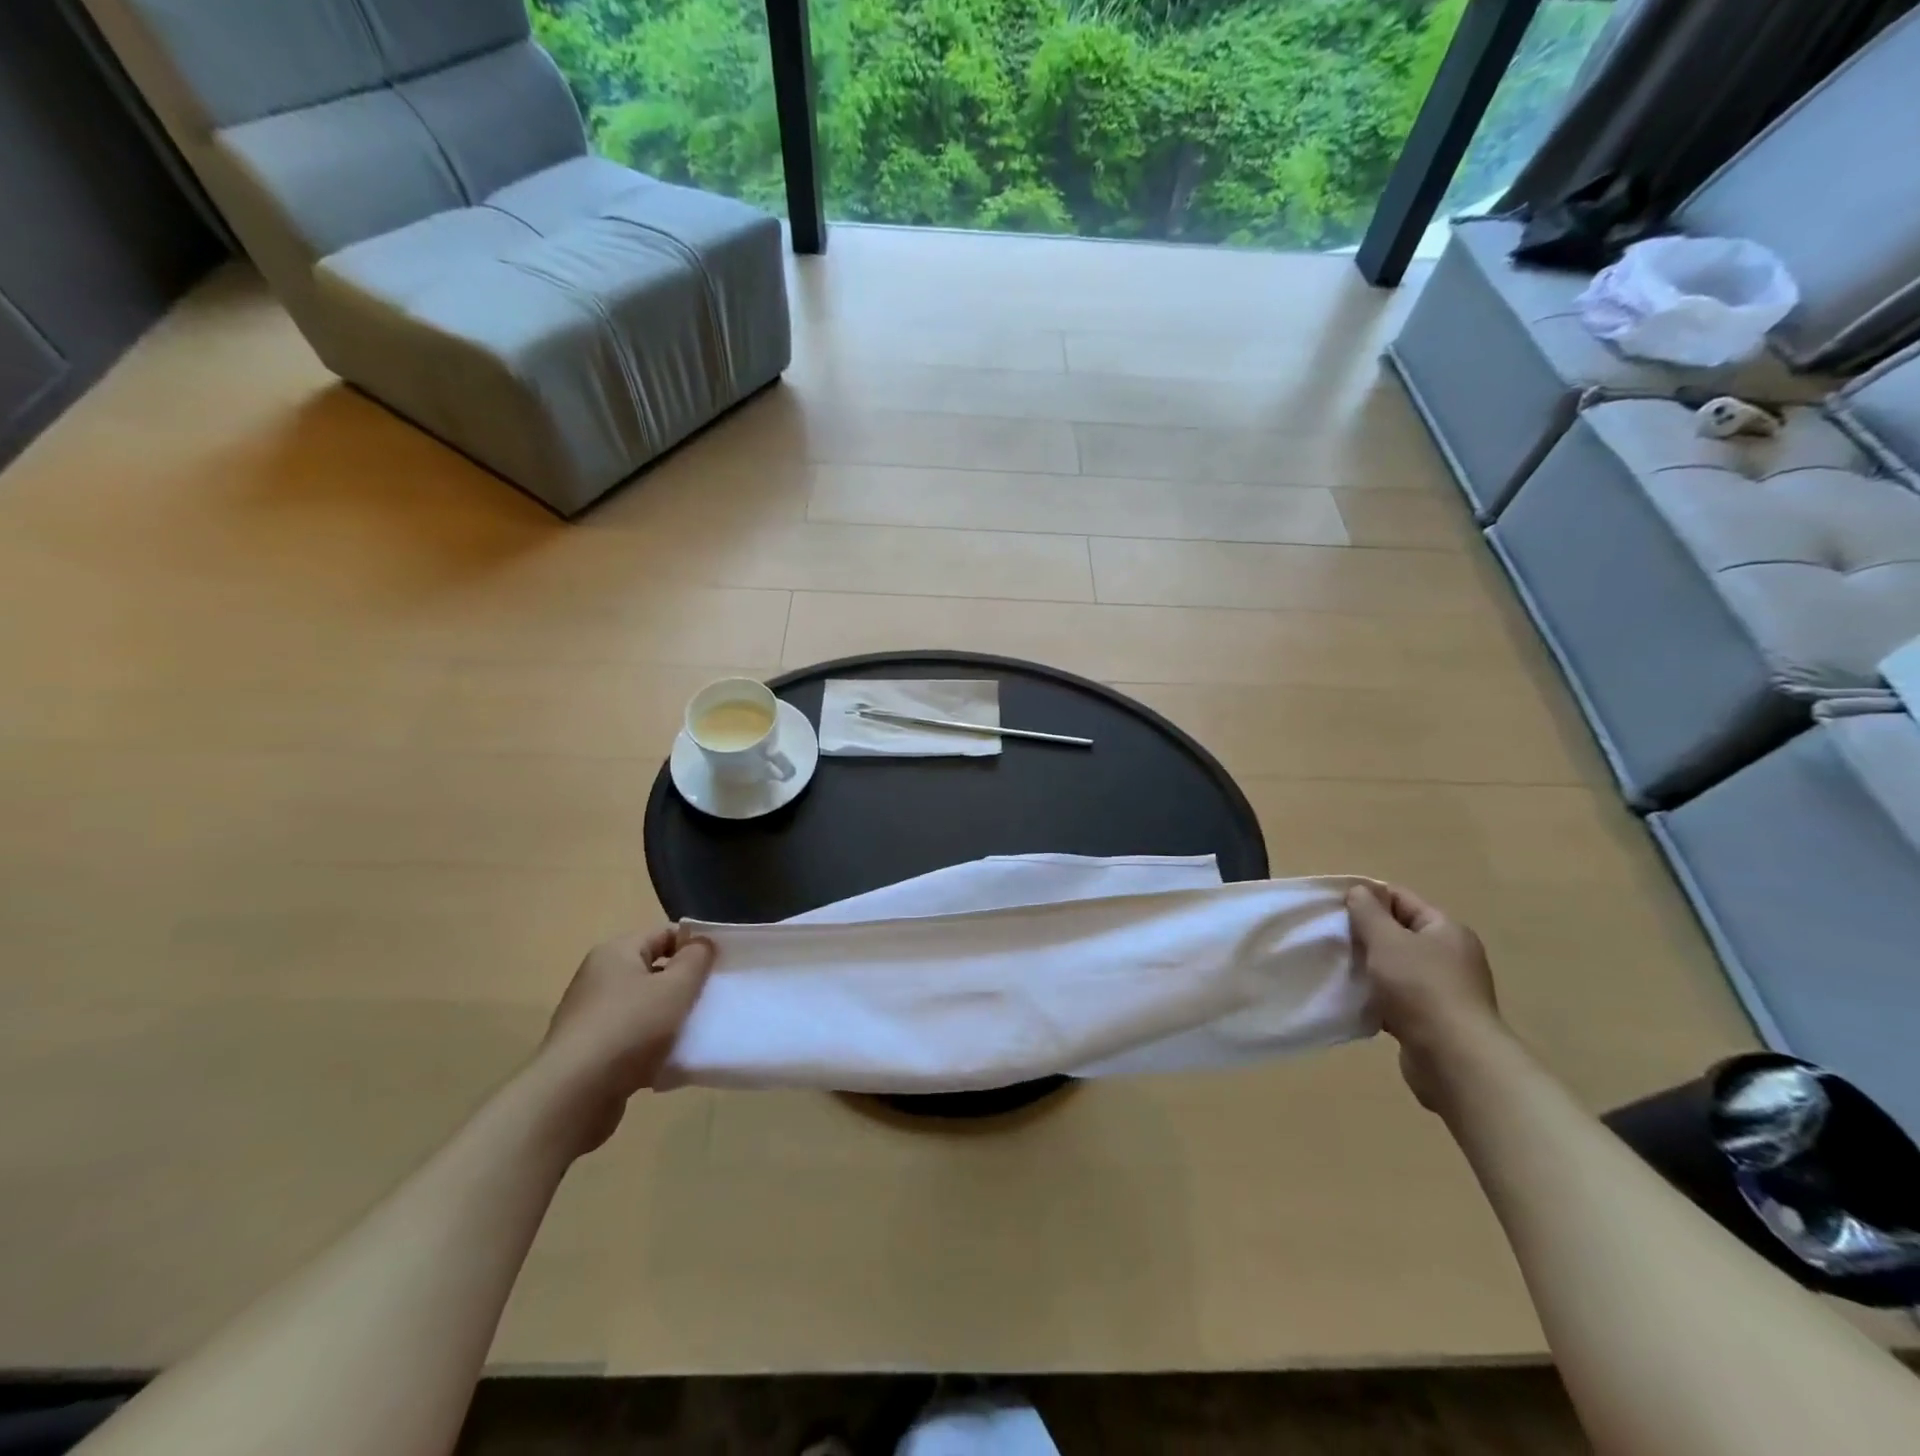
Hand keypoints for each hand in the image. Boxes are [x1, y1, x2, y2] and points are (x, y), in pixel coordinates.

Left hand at [532, 927, 714, 1153]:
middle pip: (653, 971)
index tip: (720, 965)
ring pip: (643, 1007)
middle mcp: (598, 978)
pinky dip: (651, 1046)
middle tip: (712, 998)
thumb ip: (696, 959)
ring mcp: (591, 1017)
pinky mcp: (589, 1052)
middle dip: (683, 984)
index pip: (663, 934)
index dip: (694, 945)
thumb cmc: (630, 1027)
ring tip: (695, 1031)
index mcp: (615, 953)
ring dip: (669, 1018)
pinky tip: (670, 1061)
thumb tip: (701, 943)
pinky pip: (631, 1039)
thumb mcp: (676, 987)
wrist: (573, 1095)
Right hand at [1346, 882, 1498, 1111]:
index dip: (1368, 897)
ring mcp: (1443, 990)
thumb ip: (1369, 913)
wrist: (1455, 1059)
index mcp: (1446, 930)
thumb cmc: (1421, 988)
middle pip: (1399, 933)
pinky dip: (1377, 996)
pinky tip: (1354, 1000)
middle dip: (1365, 934)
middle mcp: (1450, 956)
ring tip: (1337, 967)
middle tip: (1331, 937)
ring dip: (1369, 967)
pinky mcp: (1432, 1019)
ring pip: (1396, 967)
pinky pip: (1397, 998)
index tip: (1333, 906)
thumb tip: (1359, 891)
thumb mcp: (1387, 941)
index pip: (1402, 899)